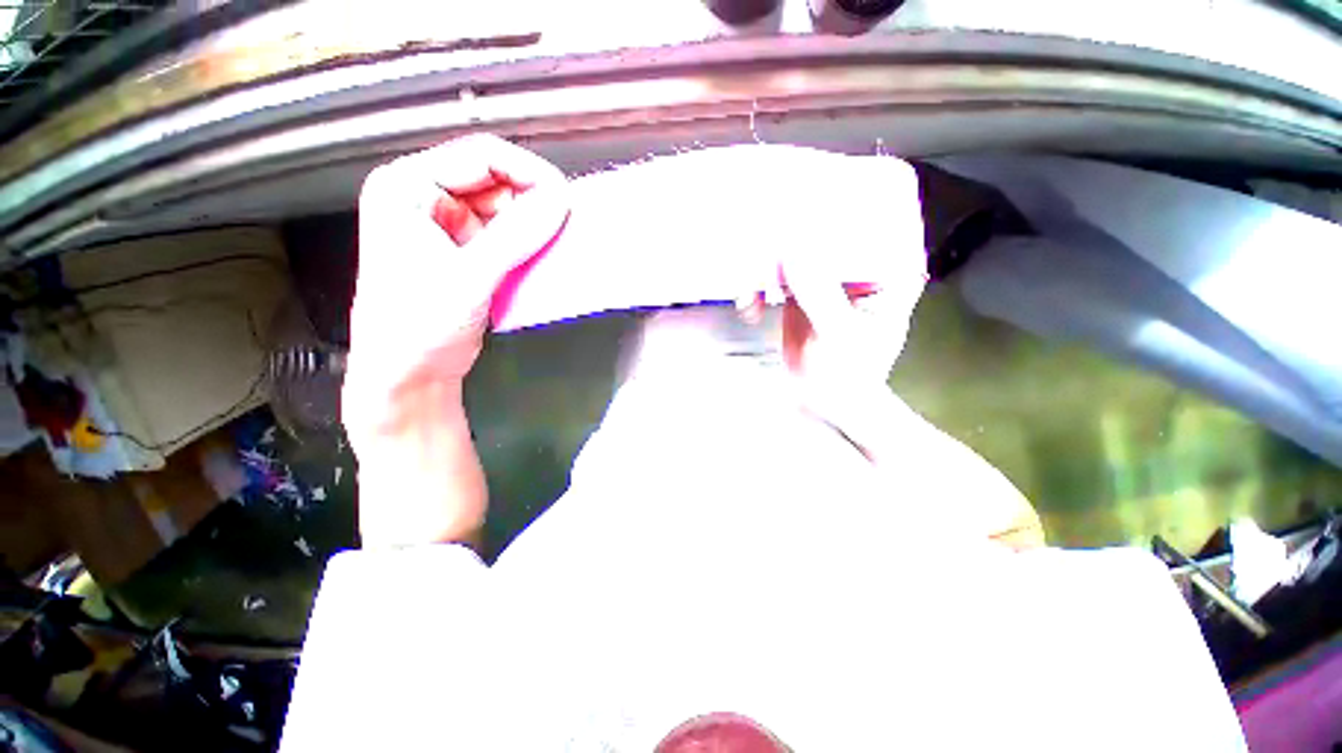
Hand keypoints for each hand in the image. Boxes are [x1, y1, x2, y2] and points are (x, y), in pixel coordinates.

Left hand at [344, 134, 568, 446]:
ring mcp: (451, 228)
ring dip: (535, 230)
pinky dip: (530, 249)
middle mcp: (428, 200)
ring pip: (509, 212)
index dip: (529, 173)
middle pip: (498, 182)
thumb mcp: (467, 277)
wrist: (410, 375)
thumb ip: (515, 235)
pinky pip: (511, 238)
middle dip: (534, 205)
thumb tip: (559, 201)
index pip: (481, 156)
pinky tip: (539, 263)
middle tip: (562, 229)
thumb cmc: (415, 326)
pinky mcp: (470, 254)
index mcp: (407, 187)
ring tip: (550, 252)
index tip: (564, 199)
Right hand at [742, 156, 928, 423]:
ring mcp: (826, 277)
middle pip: (824, 229)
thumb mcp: (837, 335)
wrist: (826, 405)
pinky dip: (756, 285)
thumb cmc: (847, 377)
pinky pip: (775, 275)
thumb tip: (791, 245)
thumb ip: (819, 292)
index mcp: (886, 268)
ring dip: (764, 264)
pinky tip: (748, 308)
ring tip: (748, 294)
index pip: (870, 216)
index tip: (804, 188)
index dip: (839, 197)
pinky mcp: (800, 291)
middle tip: (758, 238)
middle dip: (788, 233)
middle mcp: (859, 264)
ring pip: (794, 251)